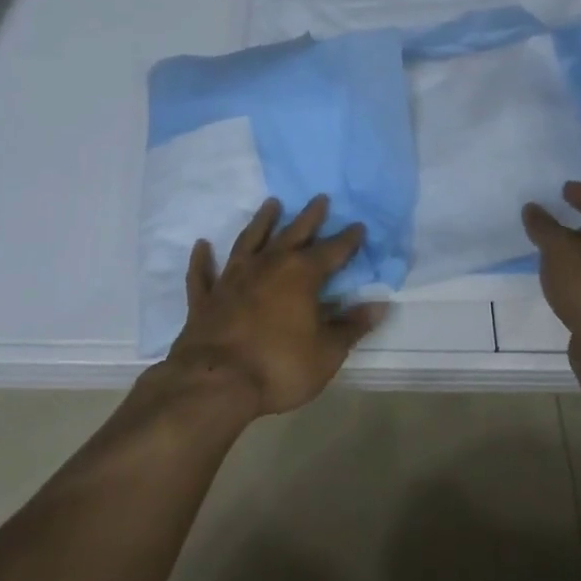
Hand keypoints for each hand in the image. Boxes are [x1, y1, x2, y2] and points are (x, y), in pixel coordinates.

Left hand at [166, 195, 386, 418]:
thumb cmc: (278, 366)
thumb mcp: (327, 353)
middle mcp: (268, 265)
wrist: (214, 382)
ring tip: (271, 204)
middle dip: (309, 216)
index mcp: (302, 275)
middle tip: (319, 198)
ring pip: (249, 241)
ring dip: (261, 222)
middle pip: (292, 233)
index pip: (332, 250)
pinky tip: (202, 245)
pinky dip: (203, 259)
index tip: (358, 225)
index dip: (348, 239)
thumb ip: (351, 326)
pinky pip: (204, 273)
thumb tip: (379, 304)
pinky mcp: (206, 298)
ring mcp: (233, 279)